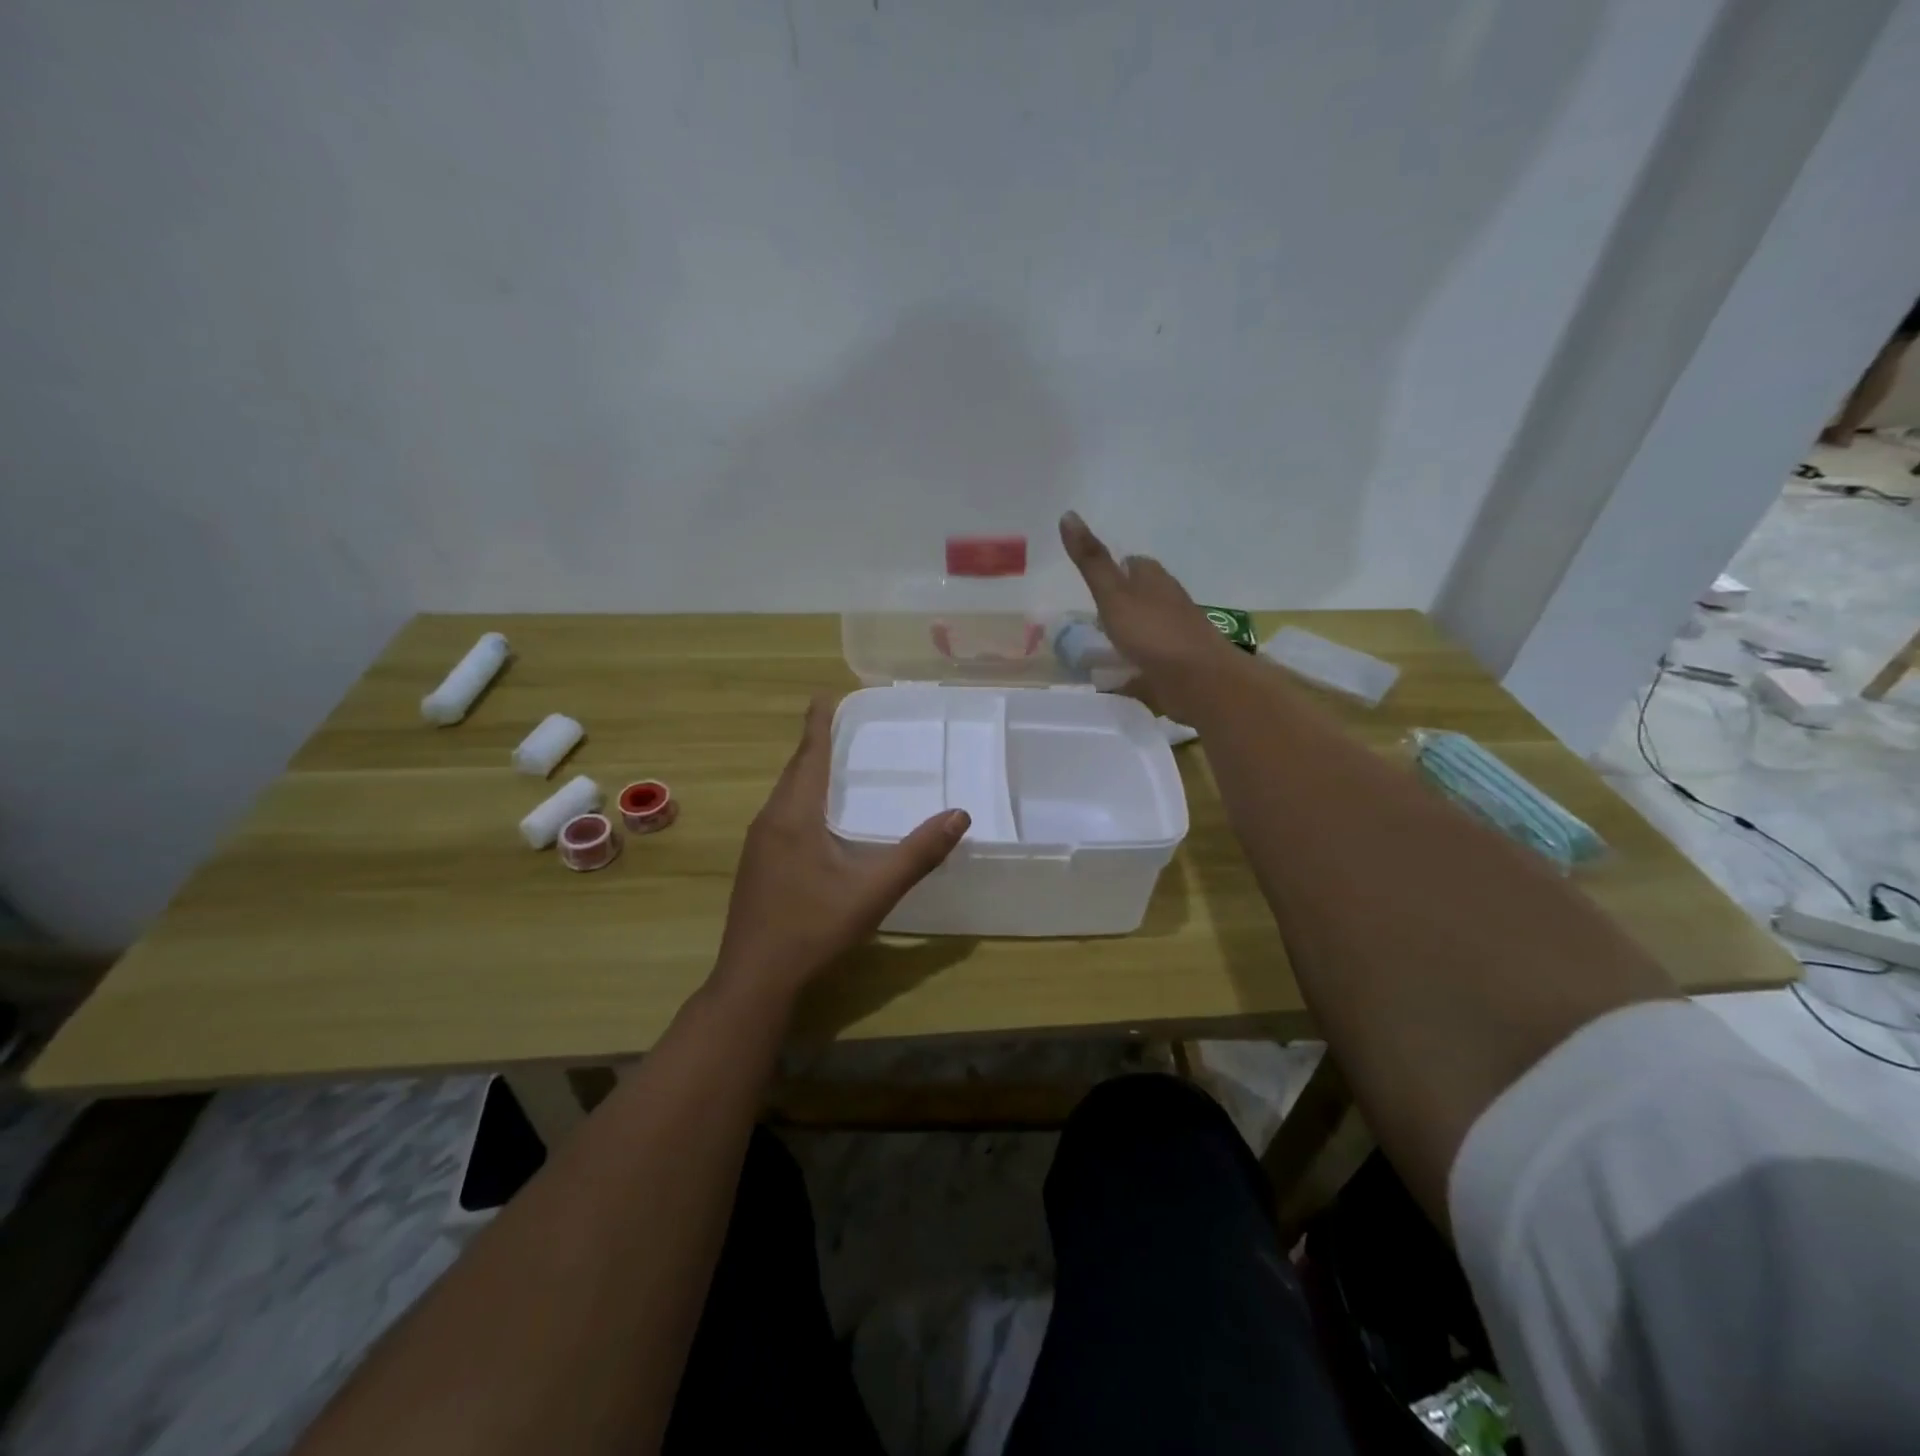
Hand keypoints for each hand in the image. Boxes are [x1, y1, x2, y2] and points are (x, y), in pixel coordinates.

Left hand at [712, 696, 969, 1003]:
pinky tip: (820, 818)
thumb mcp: (873, 891)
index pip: (809, 754)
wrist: (755, 979)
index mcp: (794, 815)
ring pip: (786, 794)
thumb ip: (918, 853)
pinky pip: (782, 815)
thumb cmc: (813, 928)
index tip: (827, 694)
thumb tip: (959, 815)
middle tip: (845, 725)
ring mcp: (758, 844)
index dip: (819, 722)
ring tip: (837, 763)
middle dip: (817, 743)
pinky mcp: (756, 864)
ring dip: (809, 772)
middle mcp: (770, 820)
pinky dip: (803, 799)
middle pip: (796, 770)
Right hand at [1059, 512, 1236, 700]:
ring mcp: (1176, 635)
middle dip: (1124, 600)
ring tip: (1101, 643)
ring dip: (1130, 632)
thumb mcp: (1113, 594)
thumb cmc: (1153, 632)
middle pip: (1145, 594)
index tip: (1097, 576)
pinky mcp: (1178, 666)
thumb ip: (1091, 561)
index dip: (1118, 567)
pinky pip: (1152, 660)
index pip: (1136, 564)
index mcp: (1154, 580)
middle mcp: (1169, 603)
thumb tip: (1068, 514)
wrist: (1199, 680)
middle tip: (1094, 611)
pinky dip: (1137, 663)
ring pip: (1148, 627)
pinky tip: (1120, 674)